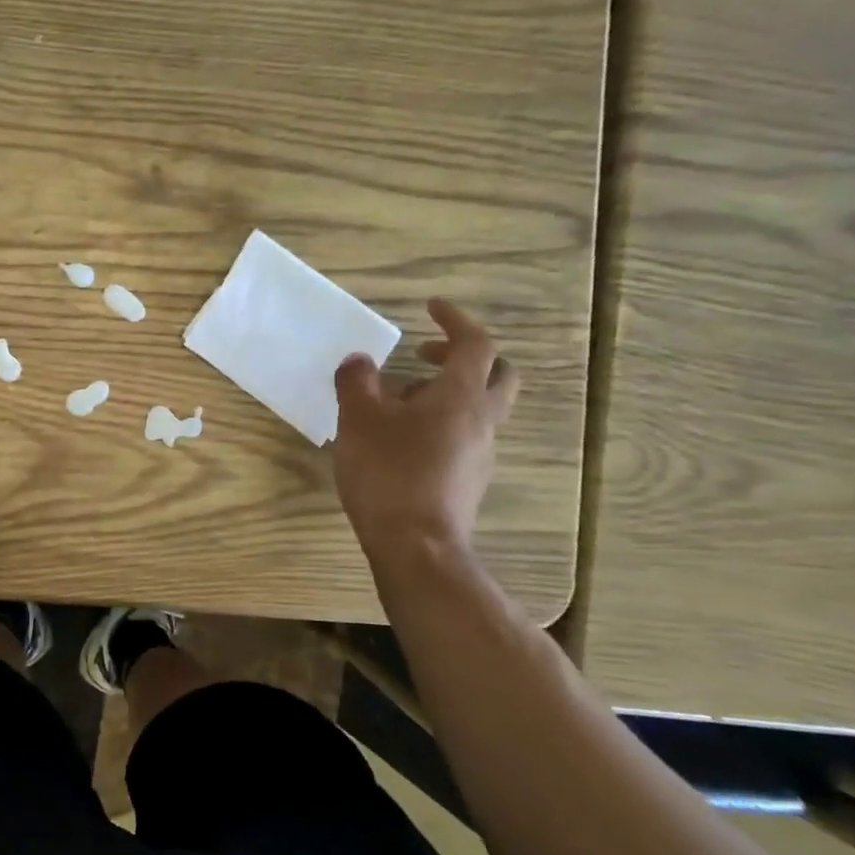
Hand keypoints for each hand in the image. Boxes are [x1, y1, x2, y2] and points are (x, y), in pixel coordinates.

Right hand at [333, 298, 519, 568]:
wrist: (416, 546)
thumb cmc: (389, 473)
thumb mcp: (359, 420)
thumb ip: (357, 382)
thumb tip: (359, 361)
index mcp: (461, 396)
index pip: (475, 343)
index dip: (455, 320)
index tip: (430, 308)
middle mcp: (481, 420)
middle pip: (497, 374)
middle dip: (465, 356)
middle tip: (425, 355)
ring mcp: (480, 454)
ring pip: (479, 408)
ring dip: (446, 392)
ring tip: (396, 402)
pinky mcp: (468, 481)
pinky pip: (464, 436)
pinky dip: (440, 423)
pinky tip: (401, 440)